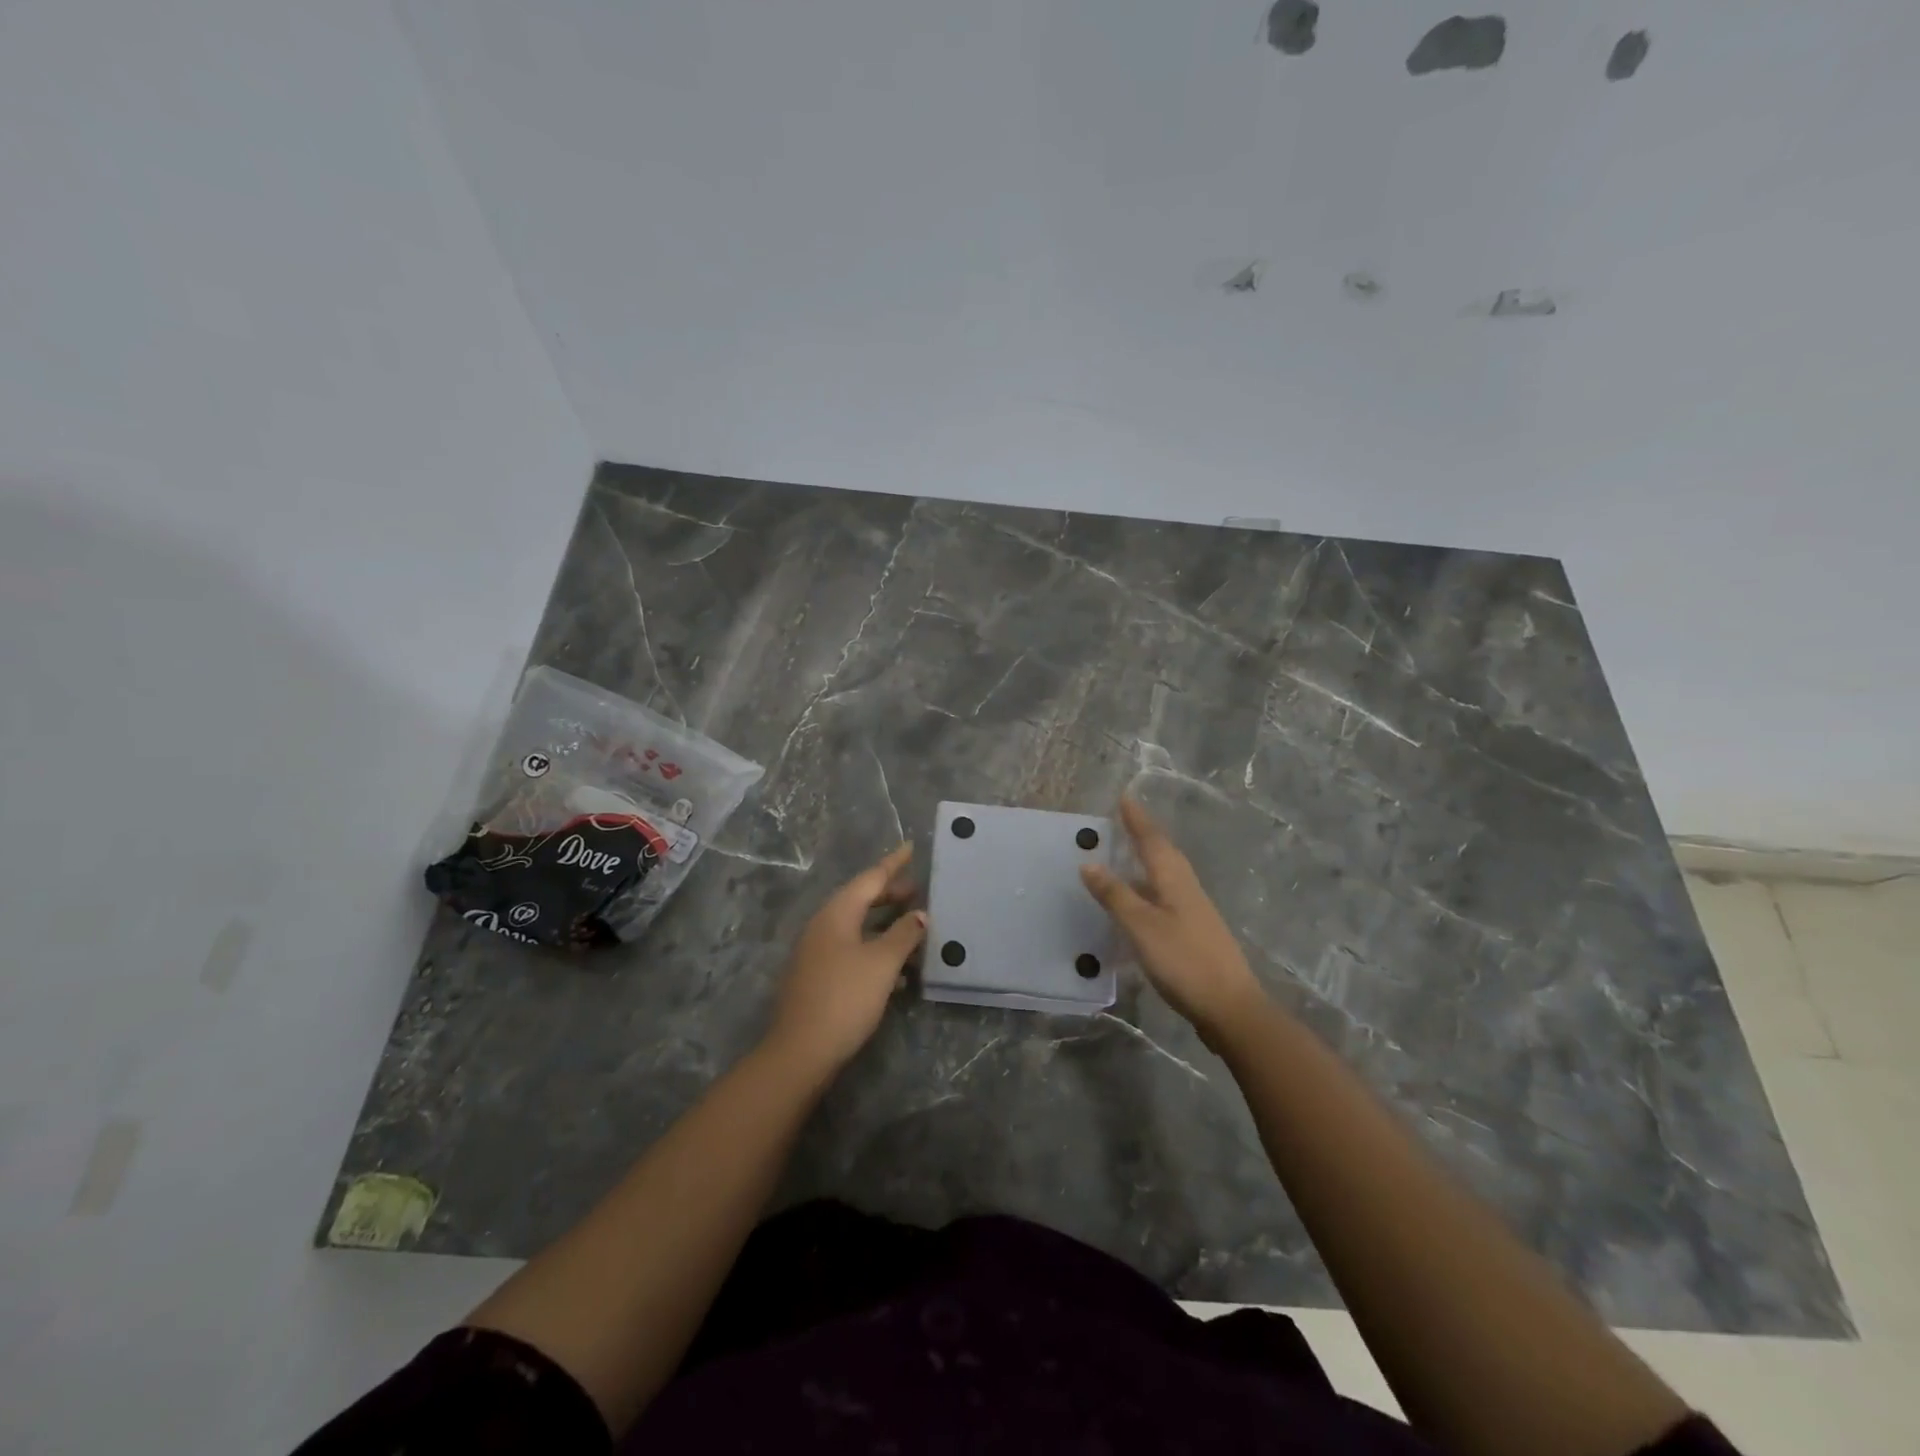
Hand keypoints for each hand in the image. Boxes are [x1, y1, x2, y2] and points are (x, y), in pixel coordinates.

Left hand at [766, 843, 926, 1074]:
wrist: (800, 1052)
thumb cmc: (845, 998)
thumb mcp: (882, 963)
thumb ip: (904, 934)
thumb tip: (920, 914)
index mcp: (836, 914)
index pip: (870, 878)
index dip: (893, 864)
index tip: (910, 847)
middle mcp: (823, 926)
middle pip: (860, 900)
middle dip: (890, 894)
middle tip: (918, 890)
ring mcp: (816, 953)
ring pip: (857, 927)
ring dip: (885, 924)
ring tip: (914, 926)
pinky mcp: (818, 977)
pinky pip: (852, 950)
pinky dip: (875, 950)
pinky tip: (897, 970)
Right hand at [1081, 798, 1267, 1047]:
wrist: (1231, 1008)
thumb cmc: (1184, 961)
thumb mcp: (1142, 927)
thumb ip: (1115, 895)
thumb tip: (1089, 863)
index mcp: (1175, 881)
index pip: (1152, 841)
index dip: (1137, 819)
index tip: (1124, 796)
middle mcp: (1187, 889)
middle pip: (1164, 854)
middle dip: (1144, 835)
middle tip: (1124, 820)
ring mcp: (1194, 913)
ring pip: (1166, 876)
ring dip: (1147, 861)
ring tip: (1126, 856)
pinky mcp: (1194, 935)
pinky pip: (1166, 898)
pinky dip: (1149, 890)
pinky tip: (1139, 905)